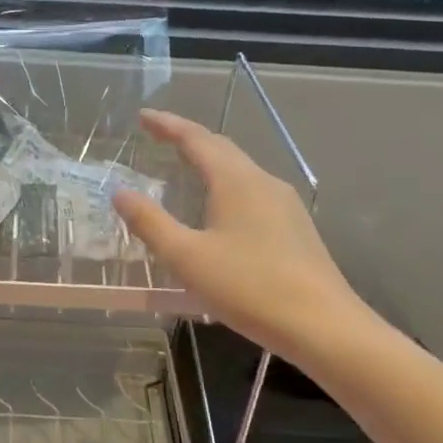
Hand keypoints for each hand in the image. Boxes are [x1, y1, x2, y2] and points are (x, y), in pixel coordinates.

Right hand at [112, 109, 369, 359]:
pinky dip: (227, 183)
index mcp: (235, 181)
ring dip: (210, 160)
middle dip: (189, 138)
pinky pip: (253, 190)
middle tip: (159, 136)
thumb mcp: (186, 257)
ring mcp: (285, 204)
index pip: (196, 139)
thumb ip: (150, 222)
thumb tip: (120, 192)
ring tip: (185, 166)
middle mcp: (263, 182)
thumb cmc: (248, 287)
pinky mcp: (295, 227)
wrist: (322, 325)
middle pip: (222, 148)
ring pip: (241, 169)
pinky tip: (220, 207)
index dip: (168, 125)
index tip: (143, 117)